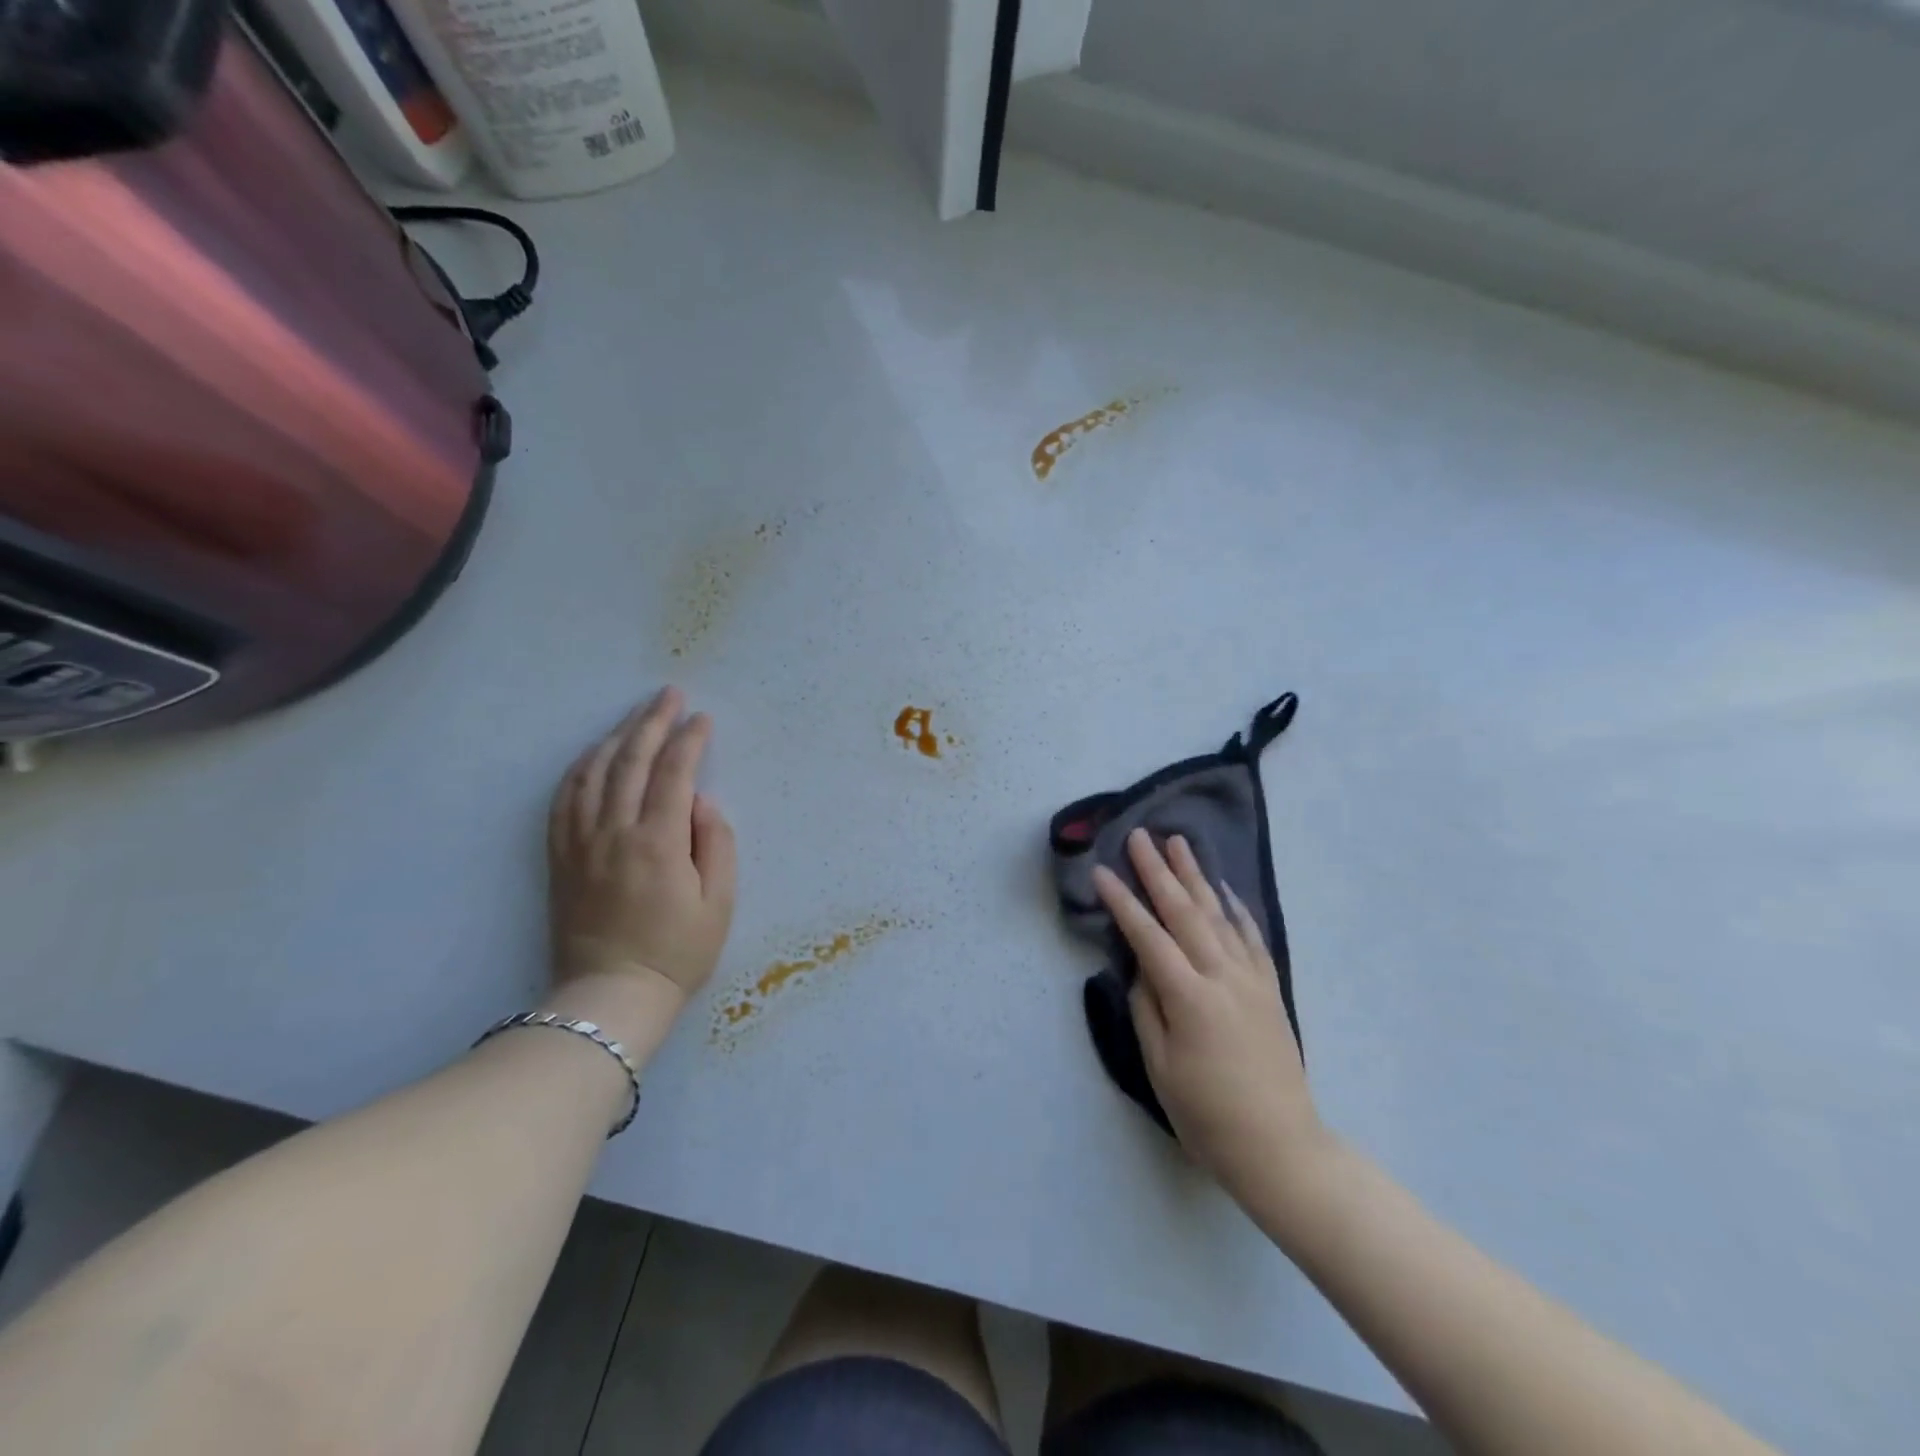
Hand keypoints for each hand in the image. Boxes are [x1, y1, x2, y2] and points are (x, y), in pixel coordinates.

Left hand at [546, 688, 736, 1037]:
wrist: (610, 996)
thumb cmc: (678, 952)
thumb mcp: (719, 903)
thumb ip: (716, 844)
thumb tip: (701, 802)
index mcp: (658, 842)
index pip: (674, 773)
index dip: (690, 740)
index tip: (703, 718)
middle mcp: (614, 833)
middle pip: (630, 761)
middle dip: (652, 722)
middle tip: (669, 695)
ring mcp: (581, 844)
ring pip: (593, 774)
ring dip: (616, 737)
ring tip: (636, 716)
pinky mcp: (561, 858)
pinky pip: (564, 800)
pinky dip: (580, 769)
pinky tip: (593, 755)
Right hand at [1093, 829, 1331, 1204]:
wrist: (1281, 1148)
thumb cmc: (1208, 1115)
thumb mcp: (1162, 1068)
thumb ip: (1148, 1009)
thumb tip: (1140, 968)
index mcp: (1189, 998)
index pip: (1148, 937)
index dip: (1122, 902)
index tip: (1101, 871)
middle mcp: (1222, 977)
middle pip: (1185, 912)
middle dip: (1158, 871)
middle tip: (1140, 836)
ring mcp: (1250, 980)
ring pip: (1218, 915)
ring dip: (1196, 876)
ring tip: (1179, 843)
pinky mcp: (1270, 990)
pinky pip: (1251, 938)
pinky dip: (1236, 908)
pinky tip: (1224, 889)